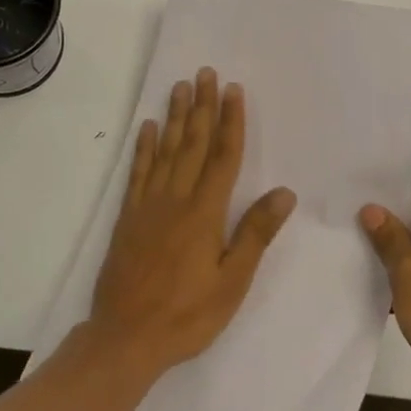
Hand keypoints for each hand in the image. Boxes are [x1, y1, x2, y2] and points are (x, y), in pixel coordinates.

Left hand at [89, 68, 294, 378]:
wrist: (125, 338)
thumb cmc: (187, 315)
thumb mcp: (232, 283)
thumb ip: (255, 234)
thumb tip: (284, 192)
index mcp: (205, 212)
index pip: (223, 156)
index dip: (230, 121)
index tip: (233, 90)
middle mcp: (177, 198)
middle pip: (192, 143)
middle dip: (201, 106)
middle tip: (205, 73)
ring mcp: (149, 204)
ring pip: (165, 150)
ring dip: (174, 116)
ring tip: (180, 86)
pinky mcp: (129, 216)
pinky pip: (138, 172)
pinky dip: (143, 147)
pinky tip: (147, 127)